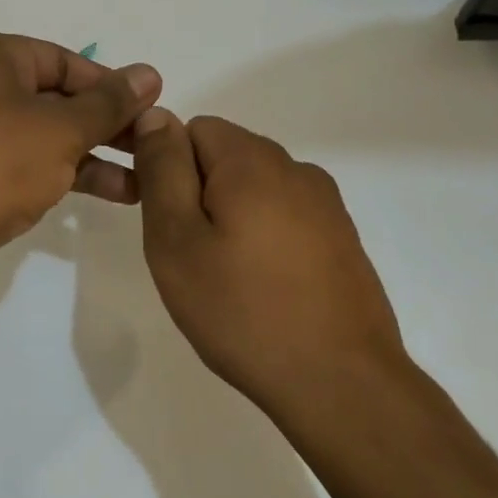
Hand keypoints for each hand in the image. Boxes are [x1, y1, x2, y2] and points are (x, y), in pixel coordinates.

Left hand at [0, 32, 161, 269]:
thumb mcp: (61, 129)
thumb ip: (109, 103)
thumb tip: (149, 73)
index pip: (61, 60)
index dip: (109, 86)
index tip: (149, 111)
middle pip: (51, 98)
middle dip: (104, 126)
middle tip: (149, 148)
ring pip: (38, 136)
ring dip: (90, 156)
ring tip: (141, 183)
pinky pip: (19, 165)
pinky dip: (58, 174)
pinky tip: (104, 195)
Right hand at [132, 111, 407, 417]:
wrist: (340, 382)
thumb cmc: (242, 310)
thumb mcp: (177, 239)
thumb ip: (162, 170)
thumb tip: (155, 115)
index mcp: (253, 159)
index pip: (193, 129)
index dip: (168, 169)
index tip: (168, 224)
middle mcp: (295, 168)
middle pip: (226, 156)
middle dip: (200, 195)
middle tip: (193, 258)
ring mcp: (326, 204)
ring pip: (256, 189)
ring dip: (232, 218)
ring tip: (229, 280)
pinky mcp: (342, 238)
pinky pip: (286, 217)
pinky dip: (265, 239)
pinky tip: (266, 290)